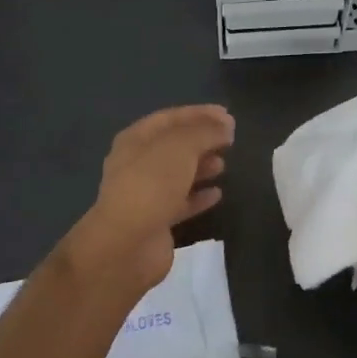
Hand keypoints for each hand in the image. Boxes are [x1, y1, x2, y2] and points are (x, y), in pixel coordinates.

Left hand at [61, 105, 233, 299]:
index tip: (228, 115)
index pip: (171, 117)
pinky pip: (181, 202)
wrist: (126, 244)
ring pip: (178, 173)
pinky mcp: (156, 220)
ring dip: (201, 166)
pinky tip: (217, 194)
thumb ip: (205, 132)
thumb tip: (225, 127)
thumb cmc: (151, 184)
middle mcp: (137, 163)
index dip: (199, 113)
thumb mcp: (181, 146)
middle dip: (202, 140)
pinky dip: (199, 196)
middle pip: (174, 145)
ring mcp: (145, 193)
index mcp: (136, 139)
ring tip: (223, 164)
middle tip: (230, 139)